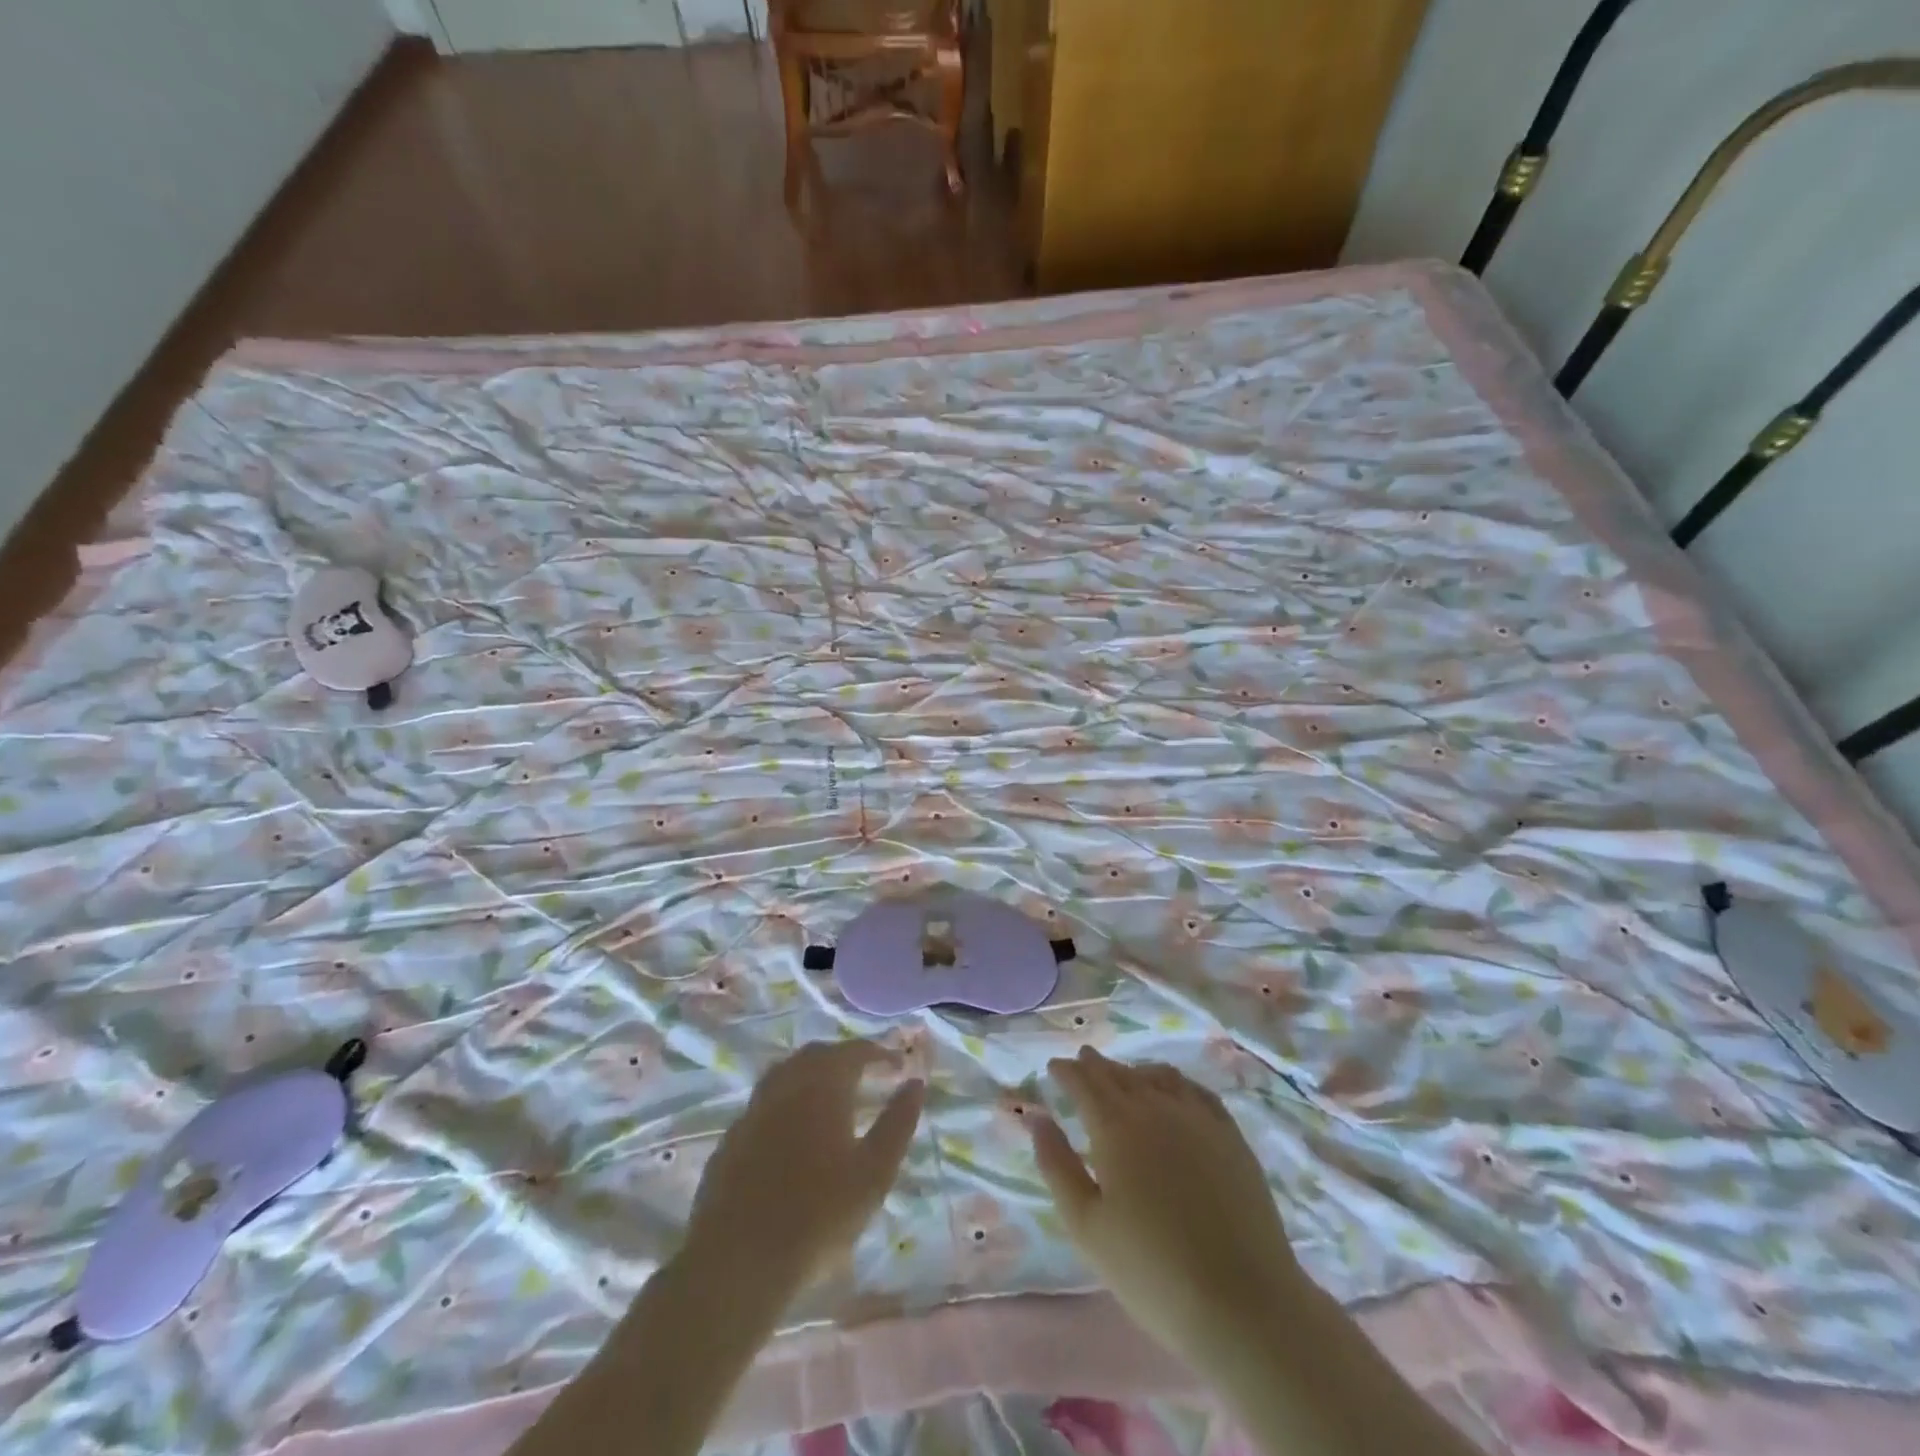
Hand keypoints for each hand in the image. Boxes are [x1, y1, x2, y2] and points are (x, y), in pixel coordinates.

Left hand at [683, 1039, 924, 1297]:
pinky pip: (765, 1102)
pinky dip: (787, 1101)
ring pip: (786, 1073)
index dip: (878, 1053)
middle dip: (844, 1057)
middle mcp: (786, 1084)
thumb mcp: (874, 1172)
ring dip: (812, 1074)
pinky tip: (793, 1128)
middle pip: (818, 1055)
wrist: (739, 1259)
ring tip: (831, 1096)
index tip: (897, 1064)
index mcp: (823, 1085)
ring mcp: (754, 1108)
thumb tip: (916, 1083)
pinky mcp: (732, 1136)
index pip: (855, 1051)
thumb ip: (898, 1123)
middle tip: (866, 1074)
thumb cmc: (819, 1214)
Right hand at [1030, 1047, 1300, 1369]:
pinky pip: (1195, 1091)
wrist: (1243, 1303)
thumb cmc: (1152, 1271)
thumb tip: (1037, 1117)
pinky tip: (1172, 1090)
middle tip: (1081, 1062)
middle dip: (1096, 1066)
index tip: (1054, 1067)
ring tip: (1122, 1076)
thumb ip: (1057, 1165)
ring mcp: (1198, 1118)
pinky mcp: (1231, 1136)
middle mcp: (1155, 1107)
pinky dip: (1173, 1081)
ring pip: (1157, 1076)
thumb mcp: (1086, 1226)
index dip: (1066, 1072)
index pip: (1084, 1083)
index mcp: (1115, 1126)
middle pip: (1119, 1074)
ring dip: (1132, 1071)